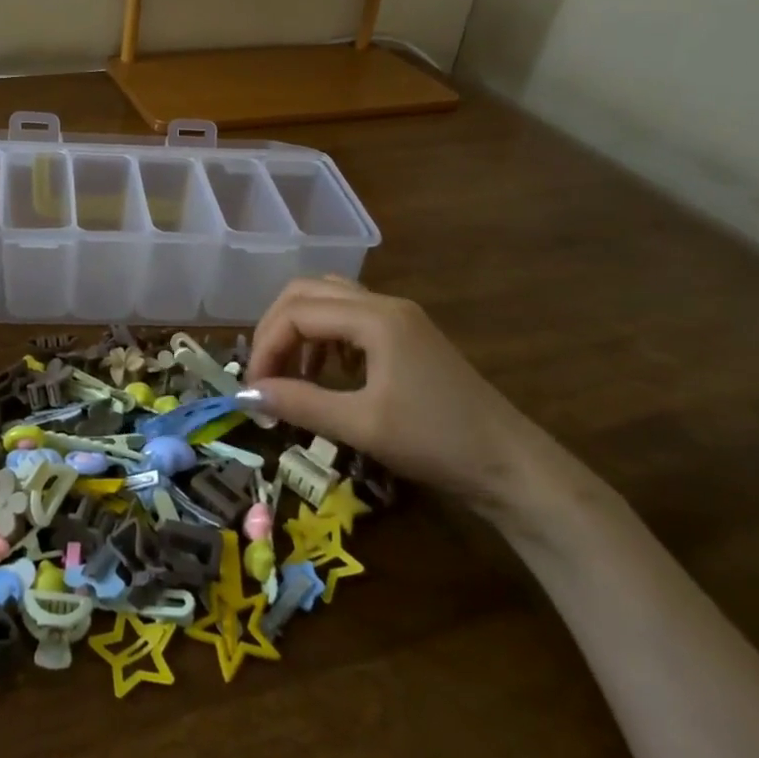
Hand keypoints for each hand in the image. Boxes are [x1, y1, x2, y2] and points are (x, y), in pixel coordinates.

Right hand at [245, 276, 539, 509]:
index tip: (253, 387)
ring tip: (291, 372)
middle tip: (264, 372)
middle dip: (276, 327)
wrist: (512, 466)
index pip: (297, 311)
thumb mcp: (362, 426)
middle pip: (307, 291)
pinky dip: (324, 335)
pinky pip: (349, 316)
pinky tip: (326, 371)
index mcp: (374, 317)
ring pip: (328, 299)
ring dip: (299, 328)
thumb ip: (300, 403)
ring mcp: (398, 316)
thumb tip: (247, 394)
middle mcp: (383, 303)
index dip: (266, 346)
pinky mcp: (406, 334)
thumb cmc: (436, 442)